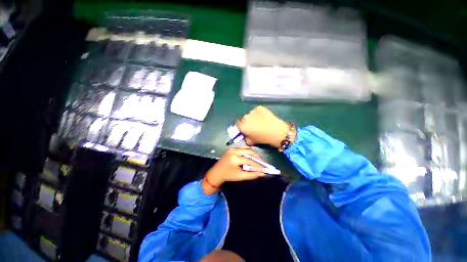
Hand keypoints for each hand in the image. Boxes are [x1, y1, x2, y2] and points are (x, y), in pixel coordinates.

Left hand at [202, 147, 265, 194]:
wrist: (216, 173)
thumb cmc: (228, 176)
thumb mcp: (240, 176)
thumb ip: (252, 174)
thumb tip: (262, 173)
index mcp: (235, 158)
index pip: (250, 160)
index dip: (258, 164)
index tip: (264, 168)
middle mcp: (234, 151)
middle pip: (249, 151)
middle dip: (257, 156)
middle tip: (263, 162)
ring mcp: (232, 148)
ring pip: (246, 148)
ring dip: (253, 153)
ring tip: (258, 159)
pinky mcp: (231, 148)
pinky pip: (242, 148)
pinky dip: (248, 151)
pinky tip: (251, 156)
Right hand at [236, 106, 293, 147]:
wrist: (277, 131)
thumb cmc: (263, 138)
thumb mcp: (252, 142)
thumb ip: (246, 139)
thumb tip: (246, 136)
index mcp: (242, 126)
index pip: (238, 124)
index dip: (242, 127)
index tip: (246, 129)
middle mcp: (245, 117)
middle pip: (244, 119)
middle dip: (248, 122)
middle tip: (254, 126)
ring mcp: (252, 111)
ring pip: (251, 114)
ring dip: (253, 117)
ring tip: (261, 121)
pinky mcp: (260, 107)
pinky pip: (257, 111)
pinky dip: (259, 113)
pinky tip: (265, 117)